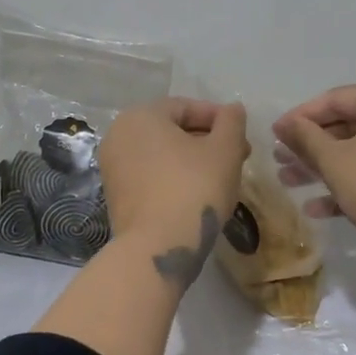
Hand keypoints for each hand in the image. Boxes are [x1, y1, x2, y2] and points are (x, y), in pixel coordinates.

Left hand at [99, 98, 248, 282]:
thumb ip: (232, 122)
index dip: (219, 119)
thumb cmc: (194, 188)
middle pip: (172, 130)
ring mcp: (113, 167)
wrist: (158, 247)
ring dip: (193, 161)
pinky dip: (174, 178)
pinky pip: (151, 176)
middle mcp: (119, 135)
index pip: (186, 107)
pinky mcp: (116, 196)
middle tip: (238, 158)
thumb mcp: (224, 150)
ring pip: (162, 155)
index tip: (243, 138)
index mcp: (141, 116)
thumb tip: (233, 109)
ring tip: (222, 177)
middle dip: (207, 141)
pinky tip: (197, 195)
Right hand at [273, 85, 355, 274]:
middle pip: (348, 124)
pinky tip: (318, 208)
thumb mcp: (333, 160)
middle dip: (310, 146)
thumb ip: (304, 137)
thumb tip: (283, 123)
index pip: (334, 99)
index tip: (274, 136)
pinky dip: (350, 182)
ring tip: (290, 183)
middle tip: (280, 162)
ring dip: (324, 166)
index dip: (300, 117)